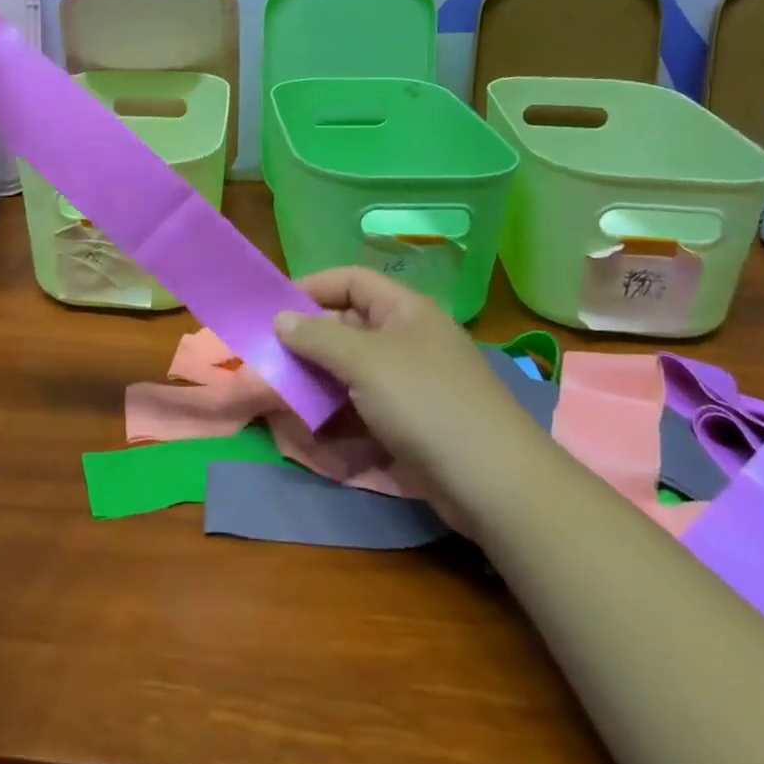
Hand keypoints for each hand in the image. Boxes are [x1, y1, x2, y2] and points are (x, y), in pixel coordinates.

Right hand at [275, 269, 543, 495]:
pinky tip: (312, 430)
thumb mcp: (365, 361)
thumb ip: (318, 336)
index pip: (351, 280)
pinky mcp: (409, 423)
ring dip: (316, 382)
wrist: (494, 483)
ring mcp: (410, 384)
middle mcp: (407, 339)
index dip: (312, 287)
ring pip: (351, 372)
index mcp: (405, 310)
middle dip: (308, 342)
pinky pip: (363, 408)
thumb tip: (281, 318)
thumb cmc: (426, 402)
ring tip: (282, 396)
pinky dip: (336, 416)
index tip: (273, 309)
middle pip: (348, 327)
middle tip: (269, 359)